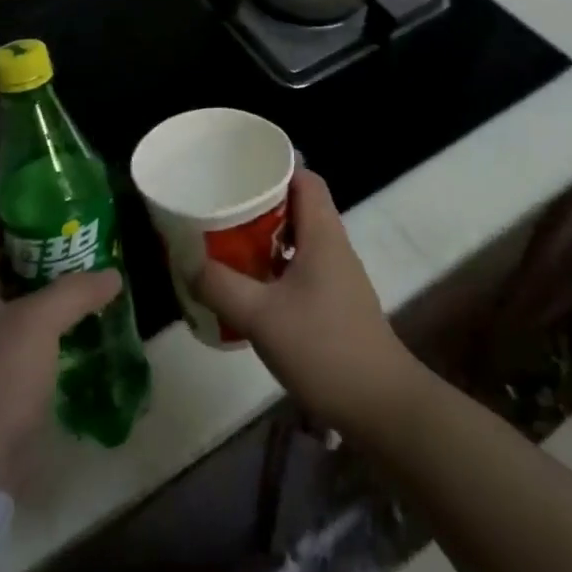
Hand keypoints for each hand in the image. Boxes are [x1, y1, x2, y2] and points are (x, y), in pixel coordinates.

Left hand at [0, 225, 122, 492]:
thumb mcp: (38, 323)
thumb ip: (76, 291)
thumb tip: (113, 274)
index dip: (23, 218)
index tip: (60, 208)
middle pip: (7, 268)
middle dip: (46, 255)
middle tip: (86, 241)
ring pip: (19, 303)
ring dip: (51, 292)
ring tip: (92, 276)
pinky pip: (24, 336)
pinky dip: (50, 326)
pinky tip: (82, 321)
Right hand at [191, 168, 418, 432]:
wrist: (382, 406)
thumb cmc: (324, 349)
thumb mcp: (262, 317)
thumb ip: (221, 286)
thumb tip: (188, 262)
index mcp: (322, 234)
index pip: (304, 177)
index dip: (274, 166)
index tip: (239, 169)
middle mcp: (332, 246)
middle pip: (298, 204)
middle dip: (260, 201)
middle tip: (222, 205)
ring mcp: (336, 276)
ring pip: (298, 238)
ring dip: (265, 235)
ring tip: (227, 240)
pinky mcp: (335, 303)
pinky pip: (300, 267)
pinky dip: (274, 266)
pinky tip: (249, 286)